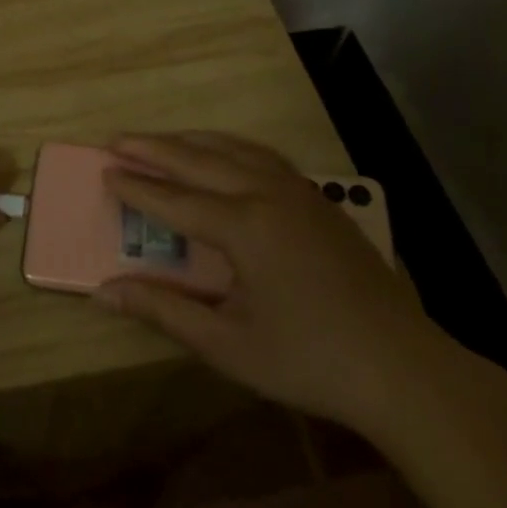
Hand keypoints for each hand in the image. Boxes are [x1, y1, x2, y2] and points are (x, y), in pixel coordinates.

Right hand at [93, 132, 437, 430]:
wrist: (402, 368)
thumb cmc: (308, 360)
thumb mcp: (226, 344)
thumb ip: (162, 310)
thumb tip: (105, 290)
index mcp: (244, 227)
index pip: (175, 200)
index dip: (136, 187)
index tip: (104, 172)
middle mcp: (269, 195)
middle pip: (200, 160)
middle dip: (155, 149)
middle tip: (117, 139)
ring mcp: (300, 192)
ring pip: (236, 149)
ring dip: (193, 141)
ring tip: (161, 140)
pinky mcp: (321, 200)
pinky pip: (265, 157)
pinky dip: (231, 148)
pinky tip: (224, 155)